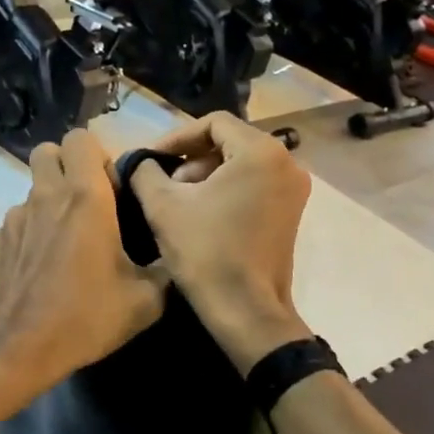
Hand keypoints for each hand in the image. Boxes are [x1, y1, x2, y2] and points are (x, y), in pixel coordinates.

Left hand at [0, 130, 165, 399]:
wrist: (17, 348)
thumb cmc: (85, 317)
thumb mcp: (145, 300)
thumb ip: (164, 267)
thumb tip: (174, 254)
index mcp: (84, 197)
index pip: (80, 138)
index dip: (98, 154)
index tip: (112, 187)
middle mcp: (45, 196)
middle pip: (48, 151)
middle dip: (68, 166)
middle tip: (88, 201)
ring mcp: (14, 217)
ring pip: (32, 189)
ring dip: (50, 202)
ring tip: (66, 244)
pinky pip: (17, 222)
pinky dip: (31, 233)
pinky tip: (42, 269)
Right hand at [128, 111, 313, 373]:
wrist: (246, 311)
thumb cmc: (205, 252)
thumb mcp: (163, 205)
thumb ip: (145, 171)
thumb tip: (139, 161)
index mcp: (261, 152)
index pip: (213, 123)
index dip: (176, 137)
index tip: (151, 159)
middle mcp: (286, 163)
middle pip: (228, 141)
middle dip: (190, 158)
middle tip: (163, 183)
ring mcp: (293, 189)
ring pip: (240, 163)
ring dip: (205, 174)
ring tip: (177, 200)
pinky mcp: (291, 212)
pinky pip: (253, 183)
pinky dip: (225, 189)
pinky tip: (200, 214)